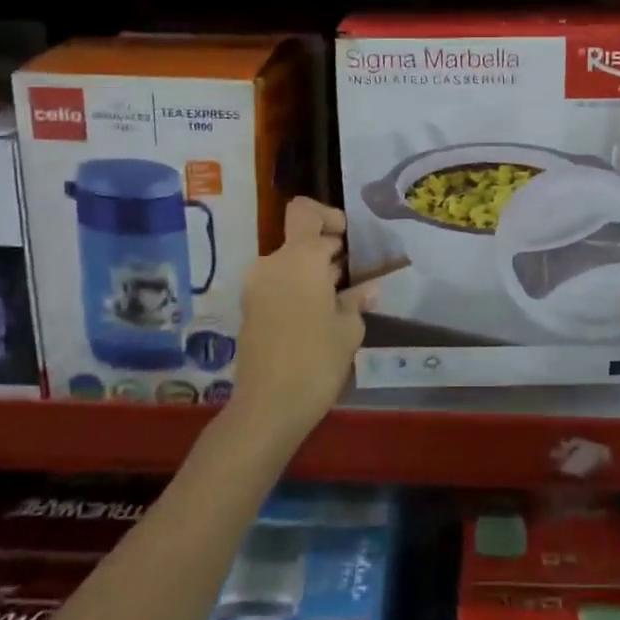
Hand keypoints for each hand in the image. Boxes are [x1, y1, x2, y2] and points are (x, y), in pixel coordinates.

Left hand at [231, 198, 372, 444]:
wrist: (268, 407)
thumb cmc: (317, 360)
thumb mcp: (349, 328)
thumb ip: (357, 299)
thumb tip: (368, 288)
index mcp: (299, 258)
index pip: (306, 212)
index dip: (329, 216)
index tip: (349, 241)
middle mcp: (272, 264)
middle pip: (300, 239)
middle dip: (328, 252)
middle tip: (354, 277)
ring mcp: (256, 287)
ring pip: (290, 263)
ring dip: (313, 273)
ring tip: (340, 300)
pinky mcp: (251, 309)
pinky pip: (279, 284)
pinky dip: (299, 289)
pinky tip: (320, 317)